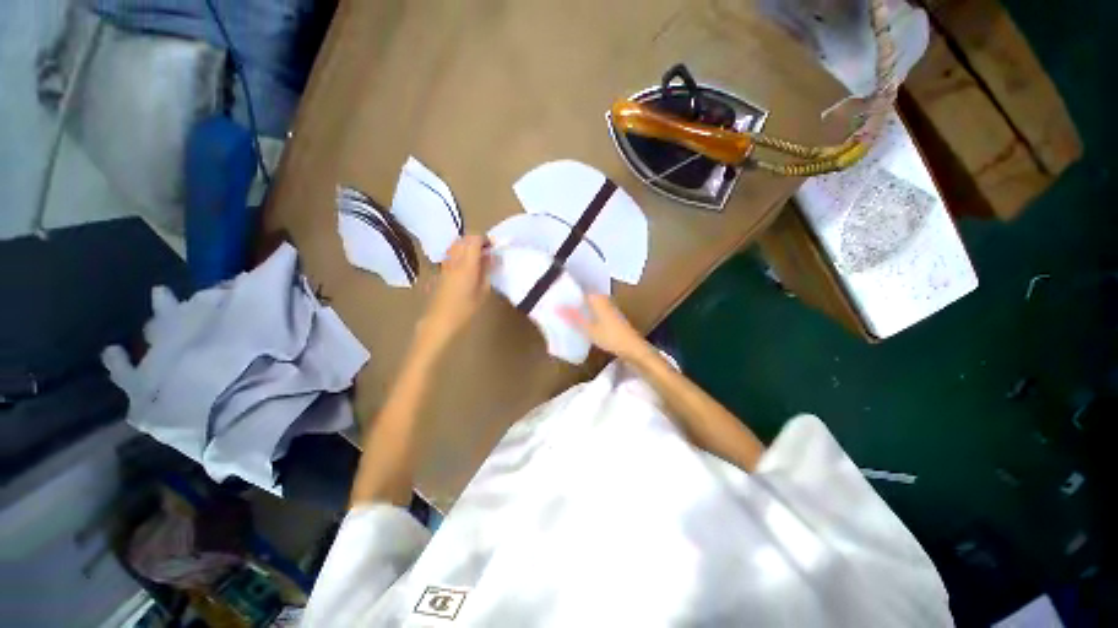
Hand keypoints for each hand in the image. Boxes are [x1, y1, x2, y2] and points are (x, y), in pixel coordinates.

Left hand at [415, 235, 490, 354]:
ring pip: (456, 244)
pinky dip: (460, 251)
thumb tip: (492, 257)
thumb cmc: (465, 309)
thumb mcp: (482, 292)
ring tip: (478, 256)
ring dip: (467, 244)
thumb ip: (487, 271)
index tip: (493, 246)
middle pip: (464, 239)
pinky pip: (451, 252)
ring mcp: (446, 264)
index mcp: (466, 265)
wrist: (440, 320)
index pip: (474, 240)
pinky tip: (467, 263)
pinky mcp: (441, 269)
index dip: (485, 239)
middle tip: (487, 250)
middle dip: (477, 240)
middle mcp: (455, 260)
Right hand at [559, 294, 649, 360]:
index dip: (568, 292)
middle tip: (557, 304)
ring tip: (565, 312)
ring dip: (580, 306)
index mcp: (597, 298)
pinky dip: (587, 312)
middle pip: (585, 296)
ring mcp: (609, 306)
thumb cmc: (610, 336)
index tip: (555, 296)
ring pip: (590, 303)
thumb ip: (573, 317)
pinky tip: (580, 320)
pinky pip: (595, 309)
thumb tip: (556, 307)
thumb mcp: (588, 328)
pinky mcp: (611, 315)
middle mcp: (603, 298)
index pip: (579, 289)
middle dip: (573, 300)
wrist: (632, 347)